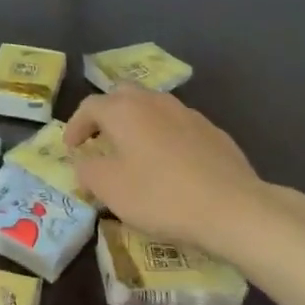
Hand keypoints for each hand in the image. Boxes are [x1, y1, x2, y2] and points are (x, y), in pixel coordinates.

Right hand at [64, 88, 280, 257]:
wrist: (233, 208)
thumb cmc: (160, 196)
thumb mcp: (110, 189)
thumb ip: (87, 170)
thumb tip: (84, 162)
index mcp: (124, 110)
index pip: (89, 106)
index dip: (75, 126)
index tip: (71, 148)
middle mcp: (154, 102)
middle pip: (122, 96)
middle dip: (106, 115)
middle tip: (99, 141)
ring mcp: (188, 113)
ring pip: (152, 107)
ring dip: (136, 124)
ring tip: (133, 151)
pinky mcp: (213, 131)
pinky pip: (177, 125)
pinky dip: (163, 136)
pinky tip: (169, 164)